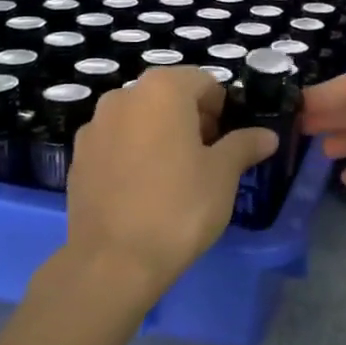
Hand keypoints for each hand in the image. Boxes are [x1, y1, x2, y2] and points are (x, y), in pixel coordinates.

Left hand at [62, 68, 277, 304]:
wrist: (113, 262)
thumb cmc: (179, 207)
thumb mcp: (223, 175)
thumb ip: (245, 145)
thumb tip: (267, 136)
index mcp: (162, 90)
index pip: (203, 82)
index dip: (222, 109)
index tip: (227, 142)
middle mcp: (122, 97)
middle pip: (168, 97)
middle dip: (191, 120)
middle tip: (206, 160)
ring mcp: (94, 127)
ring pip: (140, 119)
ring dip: (160, 135)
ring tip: (174, 177)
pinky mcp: (78, 158)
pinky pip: (116, 144)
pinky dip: (133, 154)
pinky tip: (142, 191)